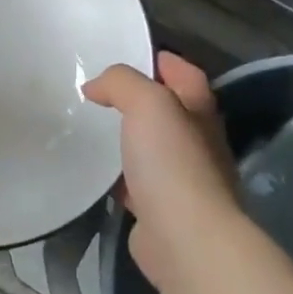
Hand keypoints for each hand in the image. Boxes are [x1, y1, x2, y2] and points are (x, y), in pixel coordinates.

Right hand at [84, 53, 243, 290]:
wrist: (185, 238)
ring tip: (92, 128)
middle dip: (141, 100)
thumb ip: (122, 83)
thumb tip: (95, 87)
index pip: (187, 75)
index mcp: (199, 113)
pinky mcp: (160, 210)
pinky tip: (97, 173)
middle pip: (170, 112)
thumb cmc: (172, 163)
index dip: (164, 61)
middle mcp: (198, 144)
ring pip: (152, 149)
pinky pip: (137, 183)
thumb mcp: (148, 103)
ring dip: (128, 139)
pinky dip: (119, 176)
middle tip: (101, 92)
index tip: (130, 55)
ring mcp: (182, 180)